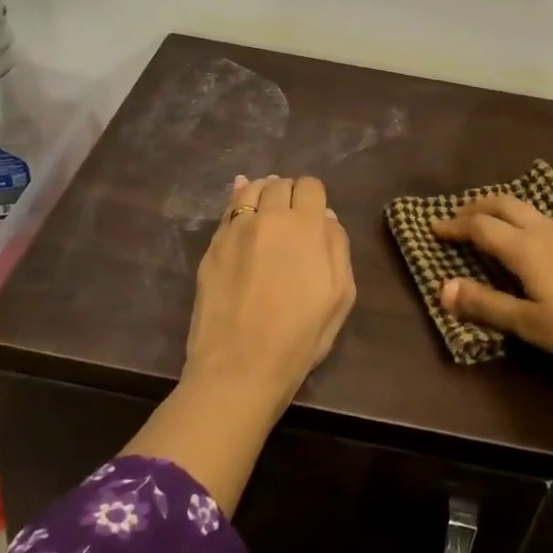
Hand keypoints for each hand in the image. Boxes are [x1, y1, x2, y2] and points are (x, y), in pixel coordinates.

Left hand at [185, 174, 357, 416]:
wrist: (239, 368)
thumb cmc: (299, 338)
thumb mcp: (339, 297)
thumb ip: (337, 248)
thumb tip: (326, 218)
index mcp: (306, 227)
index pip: (311, 186)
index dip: (314, 197)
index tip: (313, 215)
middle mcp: (270, 217)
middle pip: (280, 184)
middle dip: (289, 195)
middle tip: (292, 218)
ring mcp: (236, 229)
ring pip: (251, 189)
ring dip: (263, 193)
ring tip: (266, 210)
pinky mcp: (212, 245)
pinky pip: (227, 210)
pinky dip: (237, 202)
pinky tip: (242, 207)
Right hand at [432, 194, 552, 377]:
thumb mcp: (531, 324)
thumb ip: (486, 305)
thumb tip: (441, 288)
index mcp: (525, 248)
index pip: (479, 227)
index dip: (454, 226)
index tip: (433, 227)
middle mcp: (545, 231)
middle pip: (503, 204)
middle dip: (476, 206)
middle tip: (457, 216)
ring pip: (527, 209)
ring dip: (501, 210)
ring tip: (490, 223)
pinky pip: (546, 220)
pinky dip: (524, 220)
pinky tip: (534, 243)